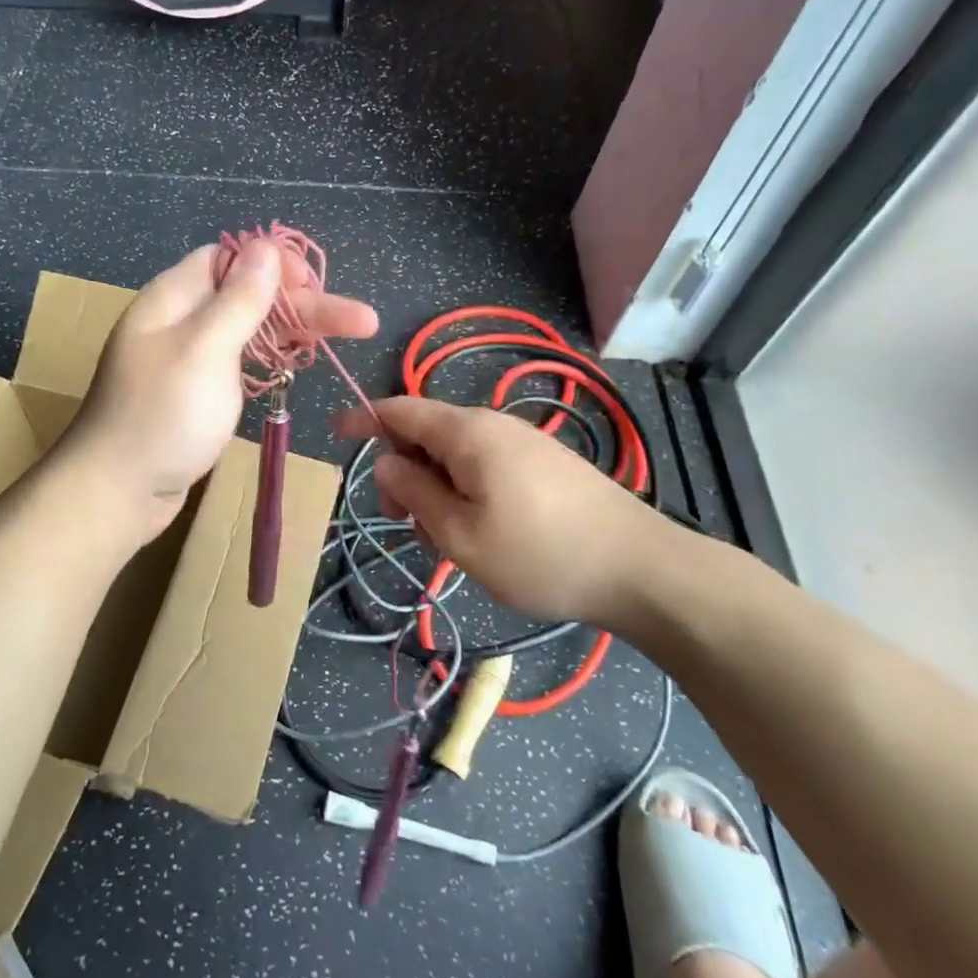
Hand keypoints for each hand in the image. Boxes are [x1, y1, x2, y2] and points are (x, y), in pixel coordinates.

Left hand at [64, 241, 378, 535]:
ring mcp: (187, 359)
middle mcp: (180, 321)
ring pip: (247, 330)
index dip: (273, 265)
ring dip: (293, 330)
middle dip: (304, 304)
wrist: (117, 491)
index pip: (228, 259)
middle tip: (362, 322)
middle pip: (248, 295)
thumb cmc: (163, 416)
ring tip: (347, 335)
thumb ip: (238, 298)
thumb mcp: (205, 349)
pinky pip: (238, 362)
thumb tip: (265, 247)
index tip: (313, 287)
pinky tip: (296, 364)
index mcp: (173, 298)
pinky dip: (270, 359)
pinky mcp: (196, 394)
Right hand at [336, 396, 690, 626]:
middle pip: (426, 432)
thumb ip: (414, 493)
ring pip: (455, 454)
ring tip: (443, 538)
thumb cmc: (539, 553)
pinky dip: (463, 490)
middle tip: (401, 521)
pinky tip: (477, 531)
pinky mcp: (543, 463)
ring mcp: (522, 442)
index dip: (363, 418)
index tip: (336, 434)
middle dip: (402, 470)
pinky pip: (484, 465)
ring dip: (433, 487)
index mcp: (466, 431)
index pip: (399, 409)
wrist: (641, 569)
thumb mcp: (459, 534)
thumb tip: (387, 463)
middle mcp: (492, 424)